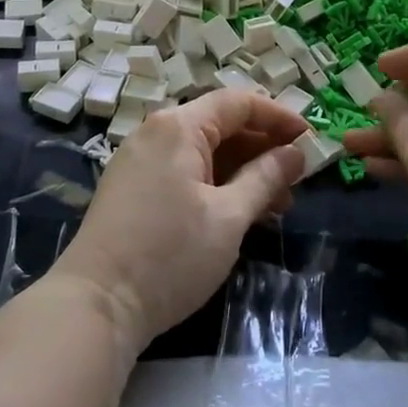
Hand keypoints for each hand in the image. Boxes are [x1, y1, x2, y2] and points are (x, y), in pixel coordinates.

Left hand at [51, 89, 308, 351]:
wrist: (97, 303)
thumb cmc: (170, 255)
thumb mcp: (228, 217)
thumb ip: (265, 178)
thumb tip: (295, 153)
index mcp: (178, 127)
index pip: (238, 103)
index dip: (278, 117)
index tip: (311, 139)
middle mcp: (156, 132)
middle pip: (220, 125)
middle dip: (263, 148)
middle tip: (298, 179)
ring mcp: (140, 160)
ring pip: (203, 151)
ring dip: (242, 170)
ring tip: (278, 204)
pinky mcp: (133, 187)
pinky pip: (184, 171)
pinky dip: (216, 184)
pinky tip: (240, 212)